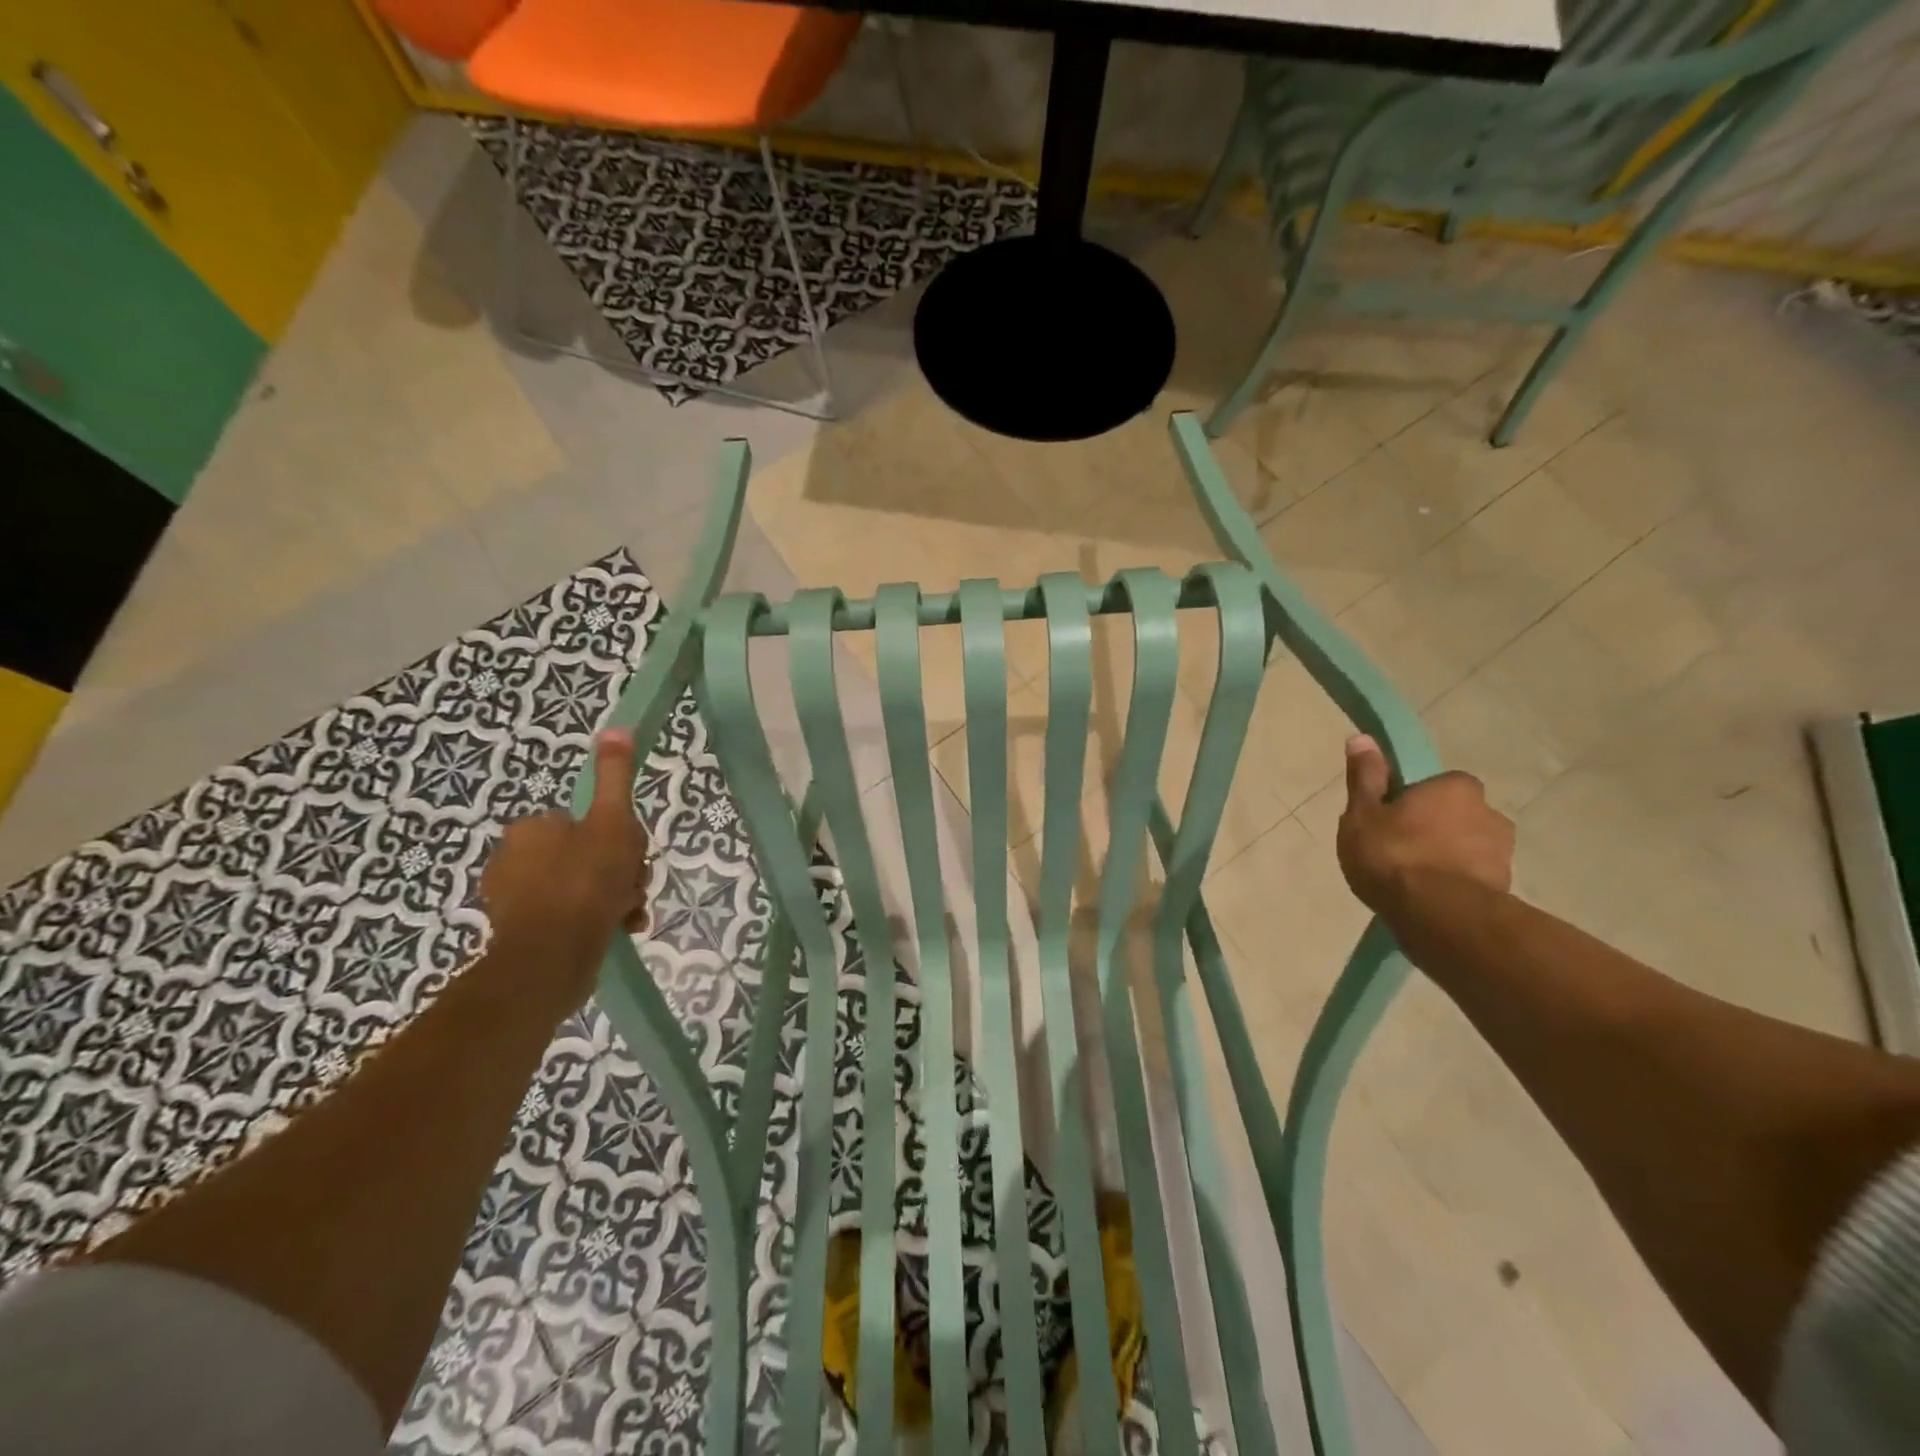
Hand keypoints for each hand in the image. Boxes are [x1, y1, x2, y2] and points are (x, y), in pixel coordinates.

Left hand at [479, 729, 650, 1013]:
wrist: (551, 958)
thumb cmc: (586, 882)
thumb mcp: (612, 821)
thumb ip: (614, 777)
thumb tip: (615, 728)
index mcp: (532, 829)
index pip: (587, 821)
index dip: (618, 837)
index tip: (632, 856)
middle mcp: (515, 859)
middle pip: (587, 854)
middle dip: (619, 871)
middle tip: (633, 887)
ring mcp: (516, 899)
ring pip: (583, 886)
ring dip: (615, 897)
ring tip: (629, 914)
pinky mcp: (522, 933)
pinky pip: (570, 916)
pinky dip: (596, 920)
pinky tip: (618, 929)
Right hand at [1337, 734, 1514, 921]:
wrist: (1438, 916)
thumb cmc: (1394, 855)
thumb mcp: (1363, 813)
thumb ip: (1365, 777)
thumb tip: (1363, 738)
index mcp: (1456, 786)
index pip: (1435, 786)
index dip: (1411, 802)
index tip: (1389, 821)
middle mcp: (1489, 812)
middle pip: (1455, 816)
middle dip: (1434, 830)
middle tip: (1398, 852)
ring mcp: (1503, 853)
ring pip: (1467, 848)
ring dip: (1447, 859)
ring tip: (1412, 883)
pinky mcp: (1506, 889)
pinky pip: (1474, 879)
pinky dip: (1456, 885)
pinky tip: (1430, 902)